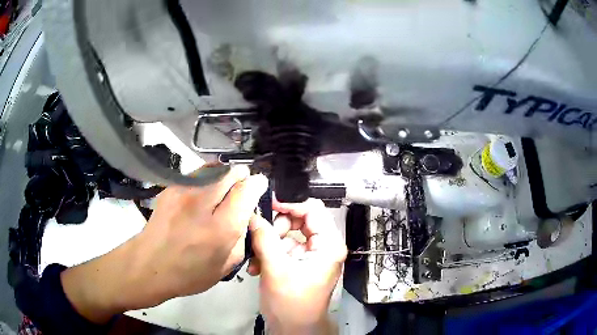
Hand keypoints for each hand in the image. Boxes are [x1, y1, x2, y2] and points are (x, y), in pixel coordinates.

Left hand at [61, 165, 267, 323]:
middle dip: (241, 176)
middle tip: (240, 189)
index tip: (259, 186)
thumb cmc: (189, 273)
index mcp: (221, 228)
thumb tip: (247, 213)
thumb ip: (243, 236)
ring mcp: (183, 191)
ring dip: (224, 175)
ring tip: (222, 190)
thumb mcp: (227, 265)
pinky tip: (202, 194)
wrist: (149, 264)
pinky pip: (197, 173)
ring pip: (214, 167)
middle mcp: (202, 203)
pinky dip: (207, 178)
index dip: (258, 184)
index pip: (247, 189)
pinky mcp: (170, 187)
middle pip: (231, 171)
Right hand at [248, 199, 346, 333]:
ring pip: (288, 234)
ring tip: (254, 259)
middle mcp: (324, 246)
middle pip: (299, 221)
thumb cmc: (291, 302)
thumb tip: (253, 214)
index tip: (267, 205)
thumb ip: (264, 238)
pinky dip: (269, 254)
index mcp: (329, 245)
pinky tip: (256, 267)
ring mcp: (312, 255)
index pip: (313, 210)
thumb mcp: (276, 269)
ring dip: (268, 243)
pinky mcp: (300, 263)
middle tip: (260, 238)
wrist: (294, 329)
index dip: (290, 204)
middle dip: (276, 228)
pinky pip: (284, 248)